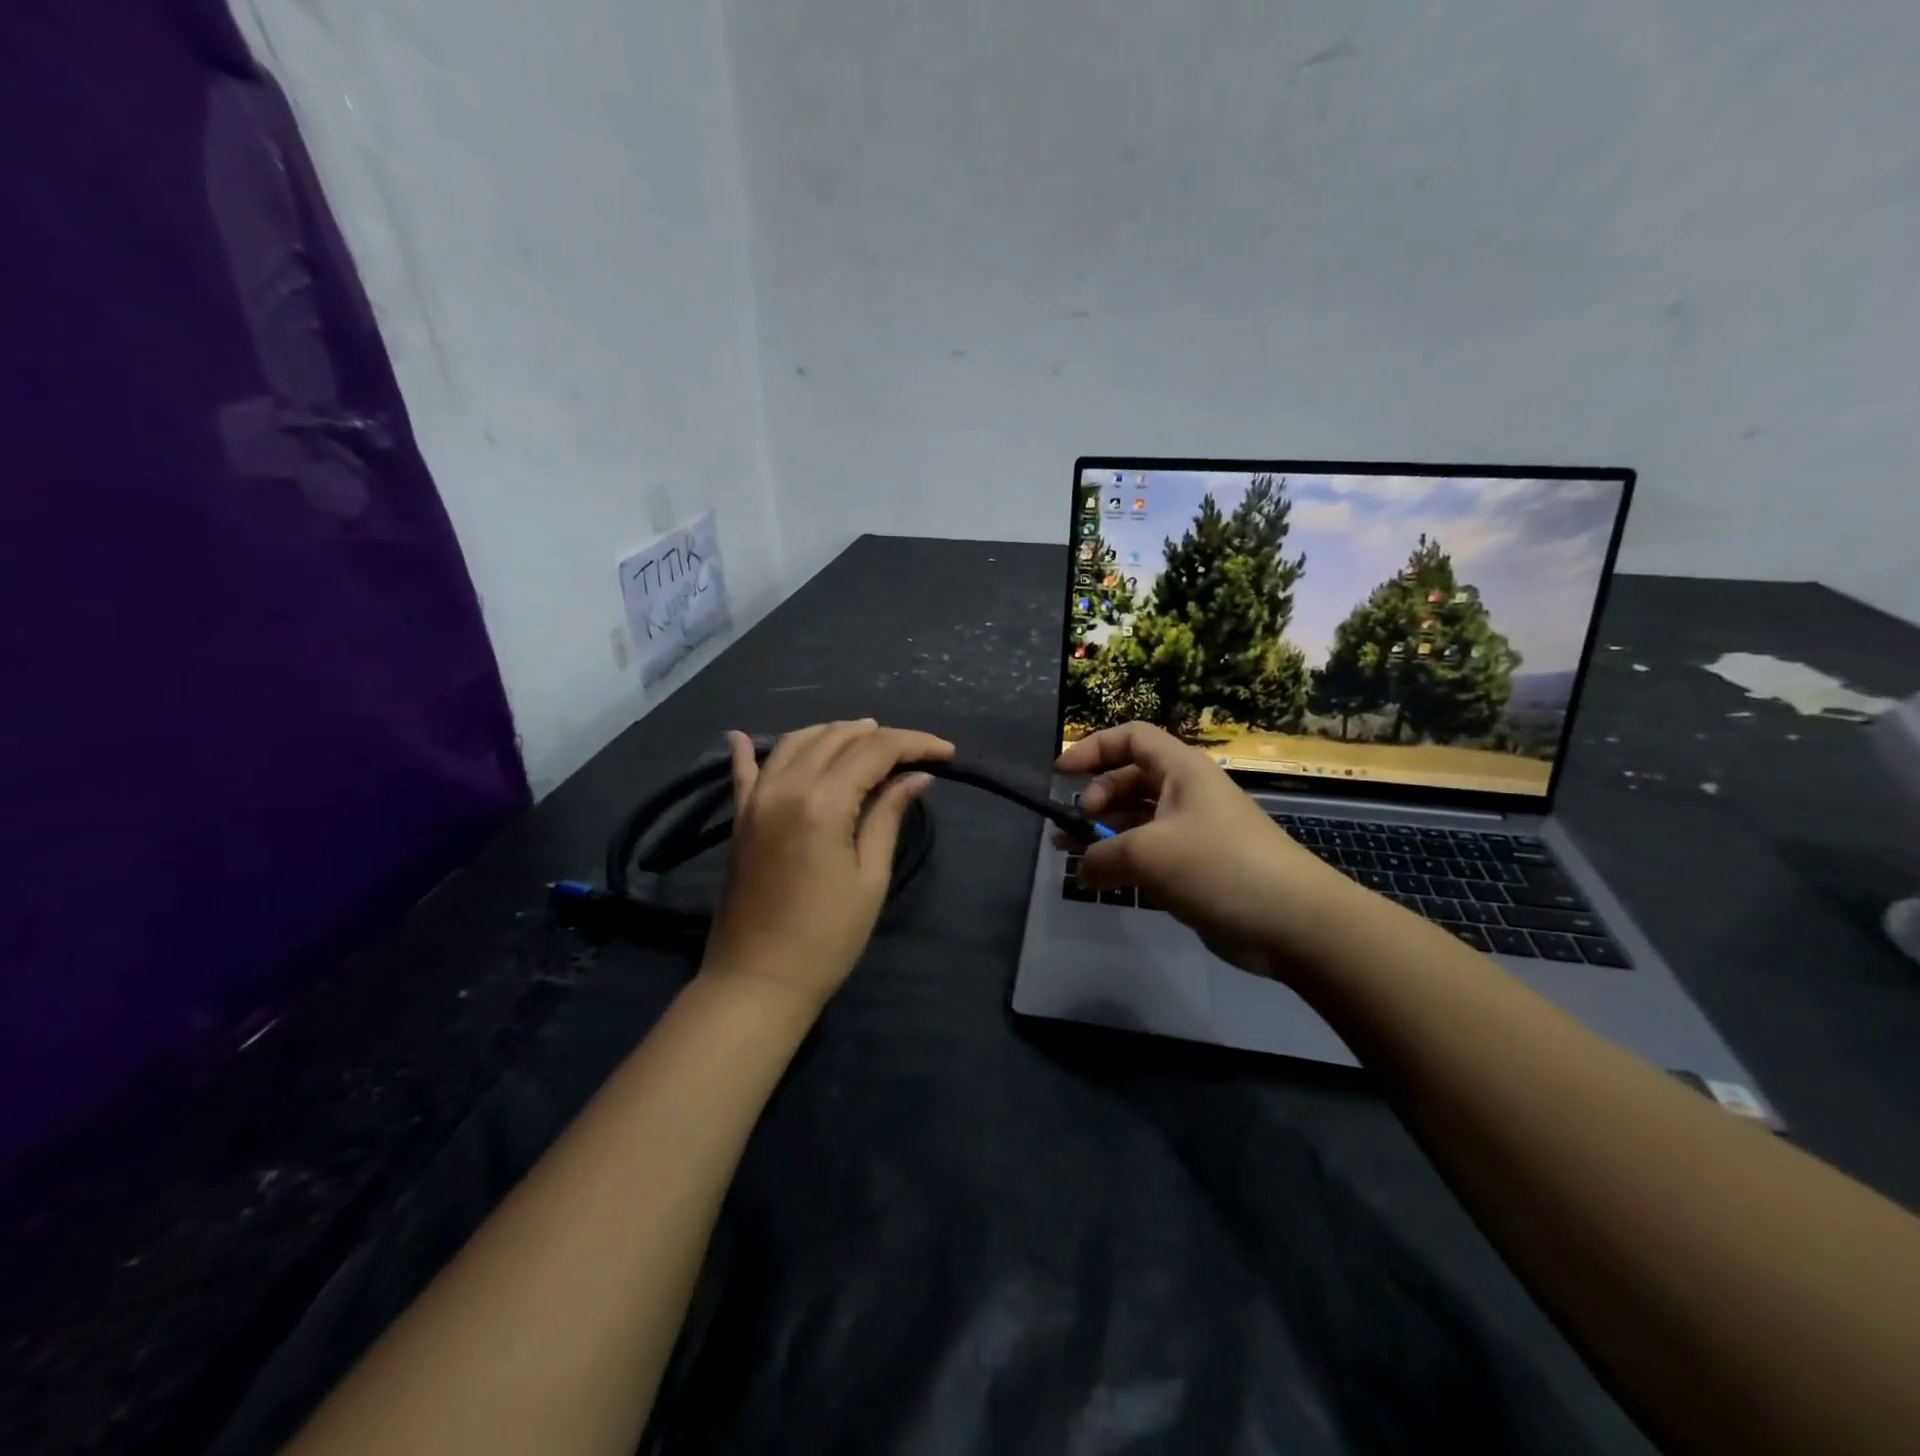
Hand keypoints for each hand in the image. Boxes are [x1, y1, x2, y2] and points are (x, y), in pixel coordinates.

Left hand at [704, 720, 954, 1013]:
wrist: (758, 981)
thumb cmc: (827, 937)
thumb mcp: (870, 877)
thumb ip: (888, 816)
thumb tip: (916, 778)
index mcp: (823, 801)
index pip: (875, 751)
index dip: (914, 743)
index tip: (946, 752)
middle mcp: (786, 786)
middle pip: (837, 738)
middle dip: (879, 736)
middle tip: (913, 751)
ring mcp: (756, 799)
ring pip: (796, 742)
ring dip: (833, 734)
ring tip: (865, 737)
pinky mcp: (740, 817)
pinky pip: (743, 771)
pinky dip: (748, 749)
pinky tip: (743, 736)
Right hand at [1057, 722, 1363, 980]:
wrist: (1293, 921)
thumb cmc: (1219, 866)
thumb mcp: (1149, 853)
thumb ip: (1102, 855)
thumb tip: (1081, 868)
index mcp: (1181, 770)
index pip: (1131, 738)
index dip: (1093, 748)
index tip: (1060, 773)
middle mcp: (1185, 793)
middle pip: (1128, 780)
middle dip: (1094, 799)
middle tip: (1072, 827)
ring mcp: (1191, 832)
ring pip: (1135, 821)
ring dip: (1101, 835)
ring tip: (1067, 853)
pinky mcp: (1195, 869)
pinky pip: (1148, 855)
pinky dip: (1122, 863)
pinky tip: (1099, 881)